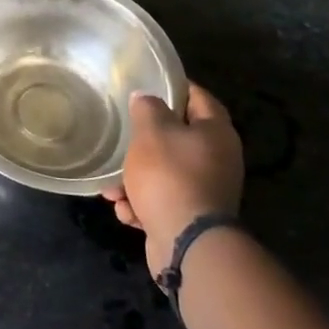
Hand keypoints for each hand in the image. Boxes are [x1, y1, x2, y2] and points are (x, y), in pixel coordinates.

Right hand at [103, 80, 244, 277]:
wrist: (187, 244)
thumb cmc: (170, 175)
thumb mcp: (151, 131)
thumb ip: (147, 108)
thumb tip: (145, 98)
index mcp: (216, 133)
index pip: (198, 97)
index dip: (174, 87)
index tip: (149, 84)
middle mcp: (217, 160)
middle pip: (178, 138)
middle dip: (145, 141)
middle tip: (122, 135)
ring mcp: (205, 192)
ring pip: (164, 173)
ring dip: (135, 179)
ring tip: (111, 188)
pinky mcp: (191, 219)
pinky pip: (162, 201)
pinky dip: (142, 205)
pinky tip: (126, 211)